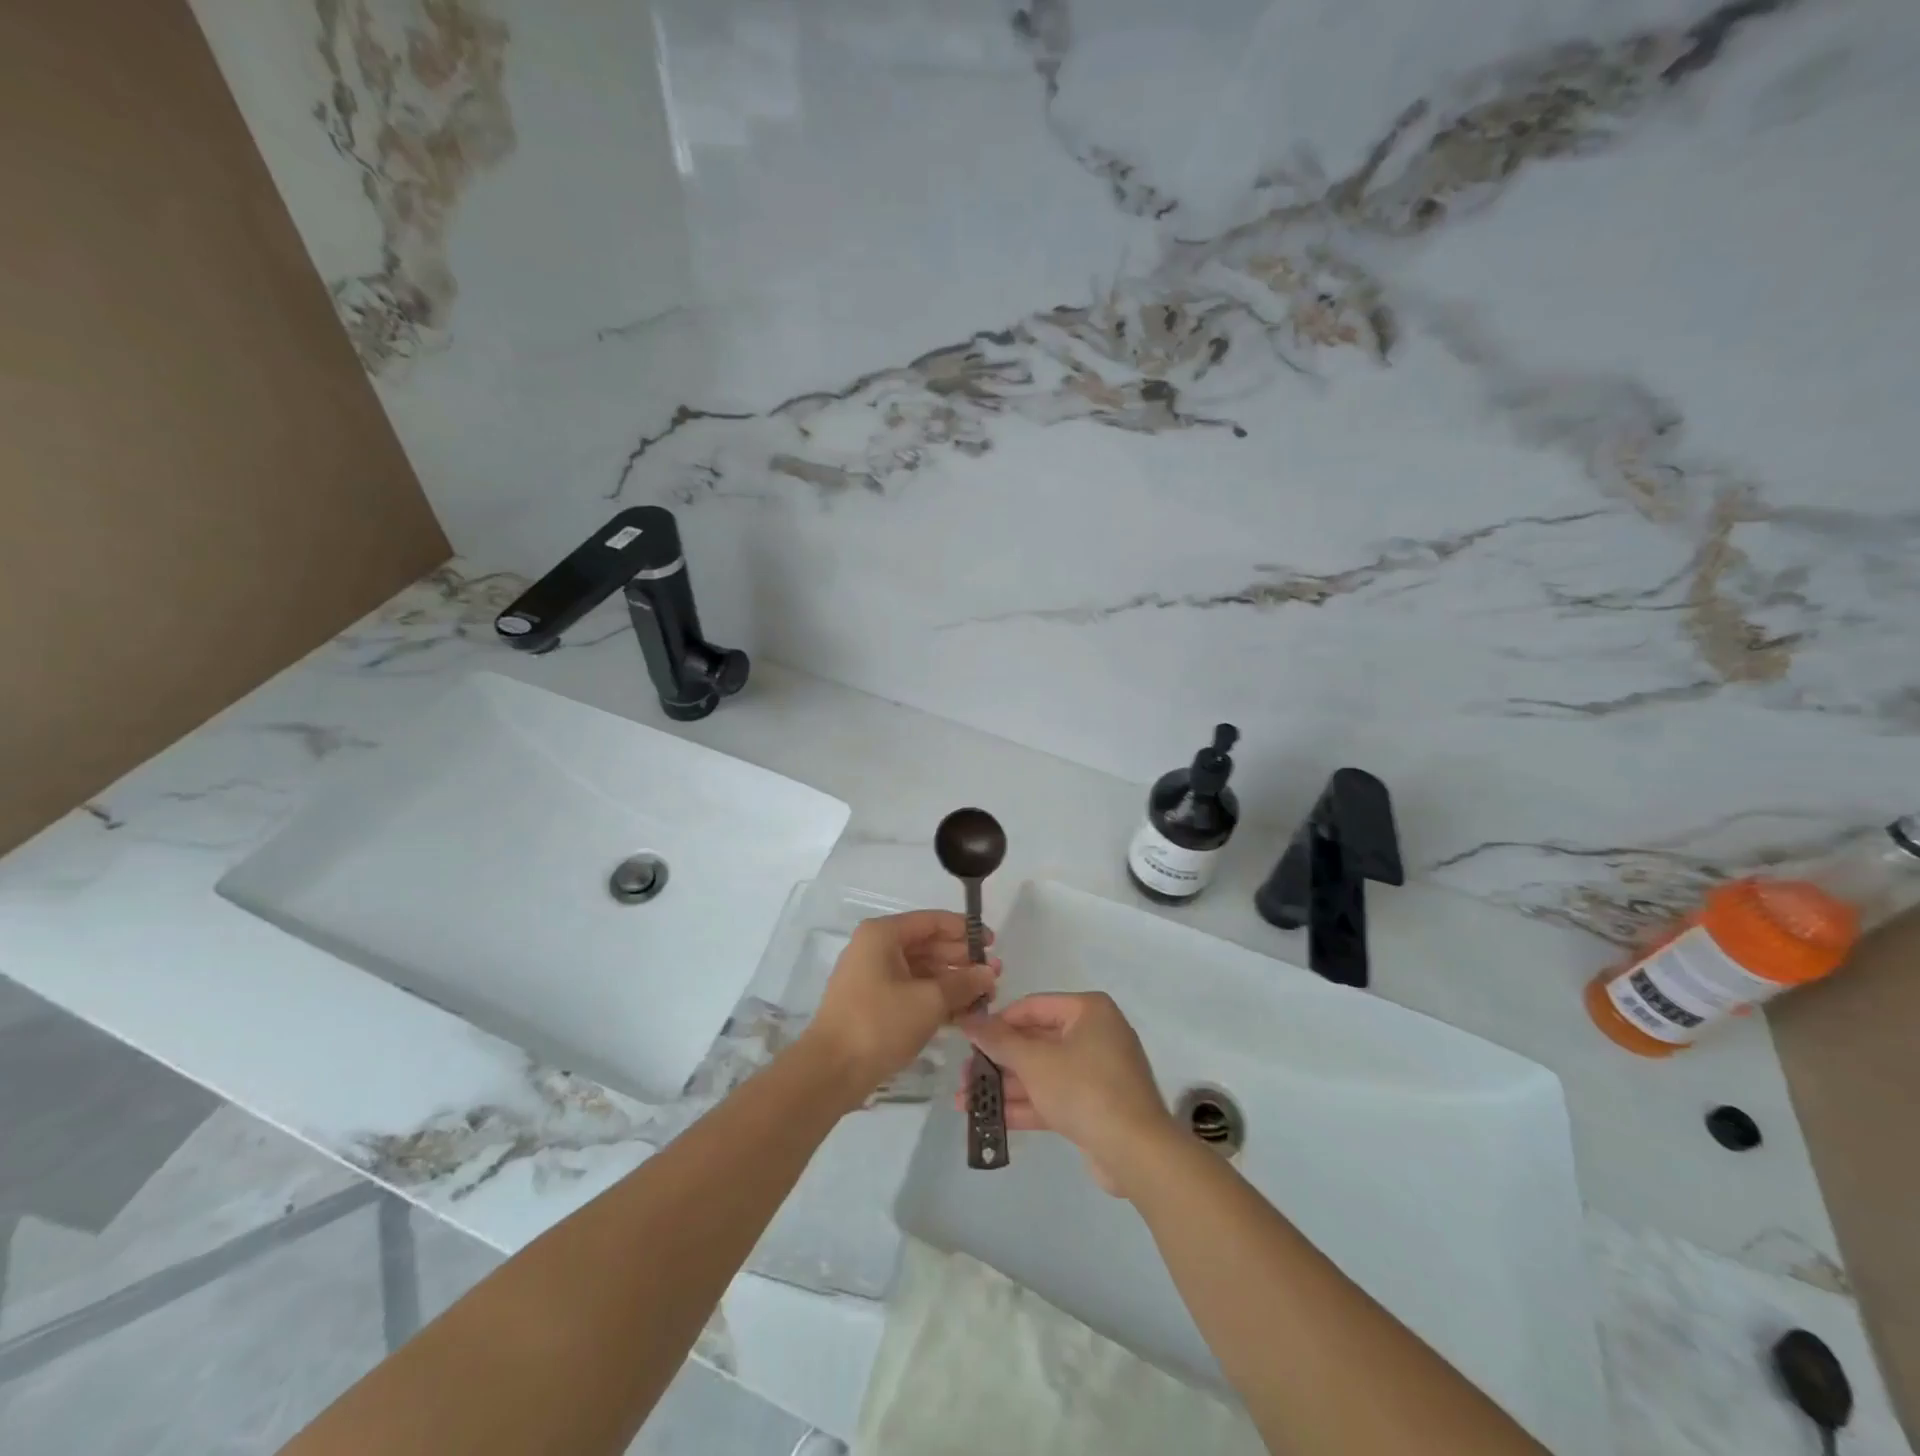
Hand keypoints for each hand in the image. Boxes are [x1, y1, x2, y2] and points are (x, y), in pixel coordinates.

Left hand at [801, 911, 999, 1107]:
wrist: (830, 1071)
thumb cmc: (879, 1024)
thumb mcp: (929, 1001)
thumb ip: (963, 983)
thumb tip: (989, 973)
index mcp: (883, 935)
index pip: (932, 921)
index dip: (965, 931)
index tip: (993, 945)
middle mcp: (876, 948)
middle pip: (928, 945)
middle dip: (962, 960)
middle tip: (995, 976)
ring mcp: (873, 976)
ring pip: (921, 970)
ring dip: (952, 982)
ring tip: (985, 997)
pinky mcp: (873, 1003)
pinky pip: (911, 991)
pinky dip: (936, 998)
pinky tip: (963, 1013)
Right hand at [959, 992, 1177, 1196]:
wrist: (1137, 1153)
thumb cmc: (1085, 1089)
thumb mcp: (1035, 1061)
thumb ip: (999, 1040)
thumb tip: (969, 1019)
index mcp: (1088, 1011)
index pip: (1032, 1007)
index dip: (998, 1022)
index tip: (968, 1039)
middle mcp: (1094, 1034)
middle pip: (1035, 1041)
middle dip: (997, 1061)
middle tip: (963, 1075)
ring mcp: (1096, 1072)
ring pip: (1041, 1072)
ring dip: (1004, 1086)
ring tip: (963, 1100)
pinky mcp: (1094, 1105)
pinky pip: (1053, 1096)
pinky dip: (1024, 1105)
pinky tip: (987, 1118)